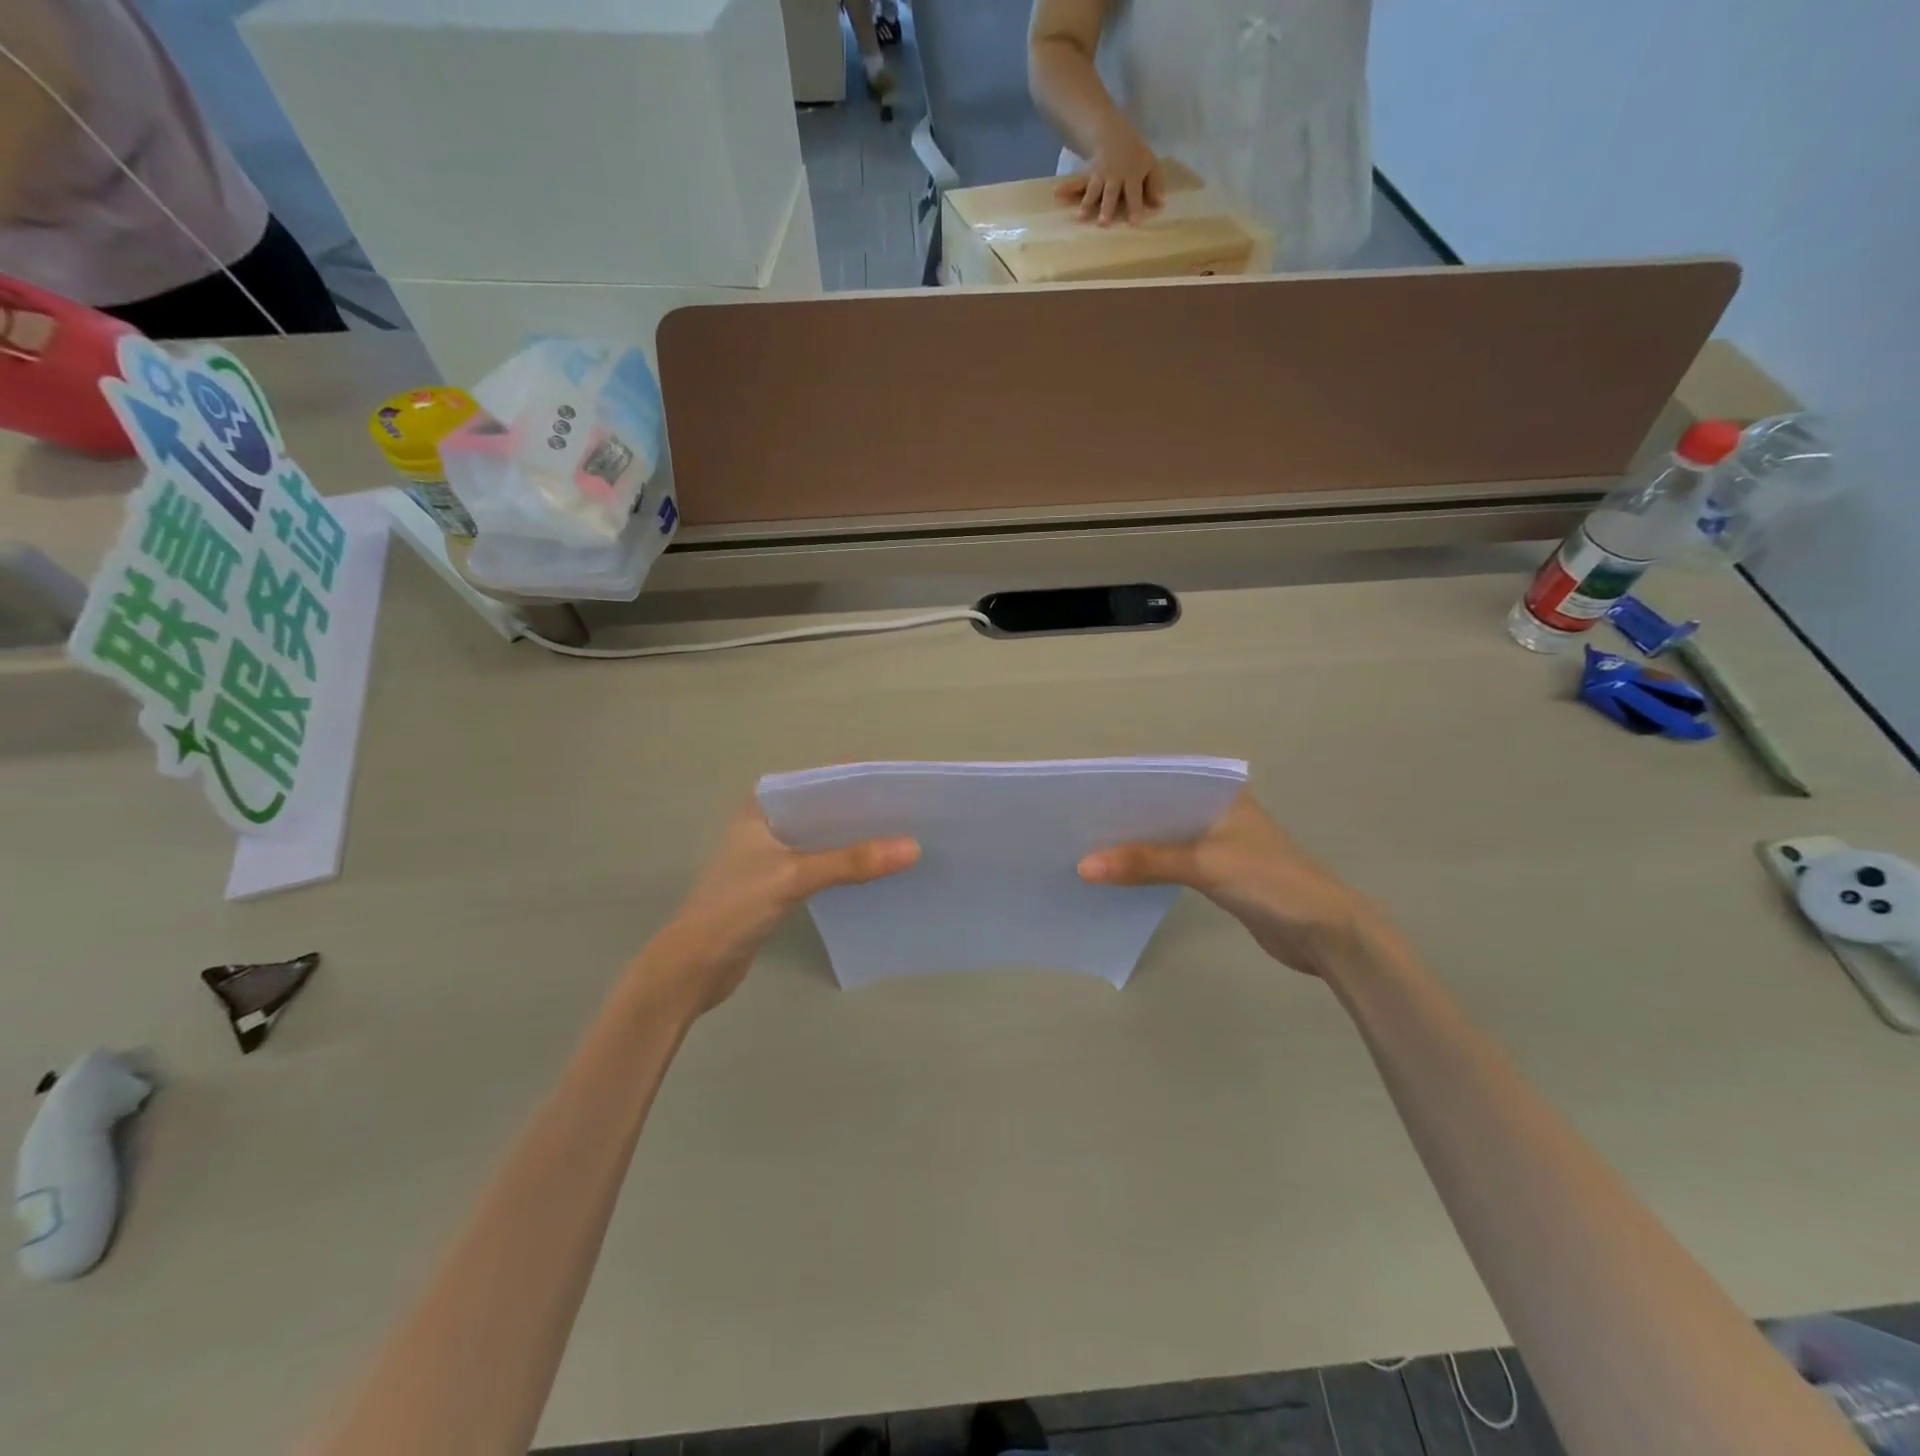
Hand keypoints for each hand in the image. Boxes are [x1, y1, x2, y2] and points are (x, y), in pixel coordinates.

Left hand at [641, 801, 918, 1015]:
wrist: (694, 967)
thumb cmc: (734, 908)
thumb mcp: (794, 877)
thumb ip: (851, 862)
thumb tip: (913, 848)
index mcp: (765, 806)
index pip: (819, 779)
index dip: (858, 777)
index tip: (901, 781)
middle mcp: (770, 822)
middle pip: (827, 808)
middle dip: (866, 811)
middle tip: (913, 812)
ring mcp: (775, 854)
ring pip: (827, 838)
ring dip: (859, 840)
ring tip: (905, 837)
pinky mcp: (781, 883)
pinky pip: (824, 864)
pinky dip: (848, 865)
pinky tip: (878, 870)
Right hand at [1055, 121, 1163, 224]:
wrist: (1113, 134)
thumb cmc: (1134, 156)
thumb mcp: (1149, 165)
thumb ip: (1154, 185)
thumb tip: (1160, 204)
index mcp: (1132, 174)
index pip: (1135, 192)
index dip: (1135, 206)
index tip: (1135, 222)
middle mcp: (1115, 177)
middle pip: (1111, 193)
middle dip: (1107, 207)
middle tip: (1103, 223)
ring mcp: (1100, 177)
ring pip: (1093, 191)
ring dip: (1086, 204)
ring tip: (1080, 218)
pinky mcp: (1088, 177)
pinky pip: (1077, 183)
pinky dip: (1066, 189)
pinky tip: (1057, 194)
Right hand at [1078, 791, 1384, 978]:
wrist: (1325, 934)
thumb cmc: (1271, 881)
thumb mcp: (1205, 864)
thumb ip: (1146, 862)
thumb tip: (1083, 866)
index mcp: (1221, 791)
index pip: (1163, 779)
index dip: (1123, 787)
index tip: (1081, 796)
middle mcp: (1217, 810)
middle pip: (1160, 809)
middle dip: (1122, 819)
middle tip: (1074, 824)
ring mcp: (1219, 843)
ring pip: (1164, 837)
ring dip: (1134, 846)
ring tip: (1086, 848)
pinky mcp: (1218, 873)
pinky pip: (1172, 862)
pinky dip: (1148, 867)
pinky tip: (1118, 874)